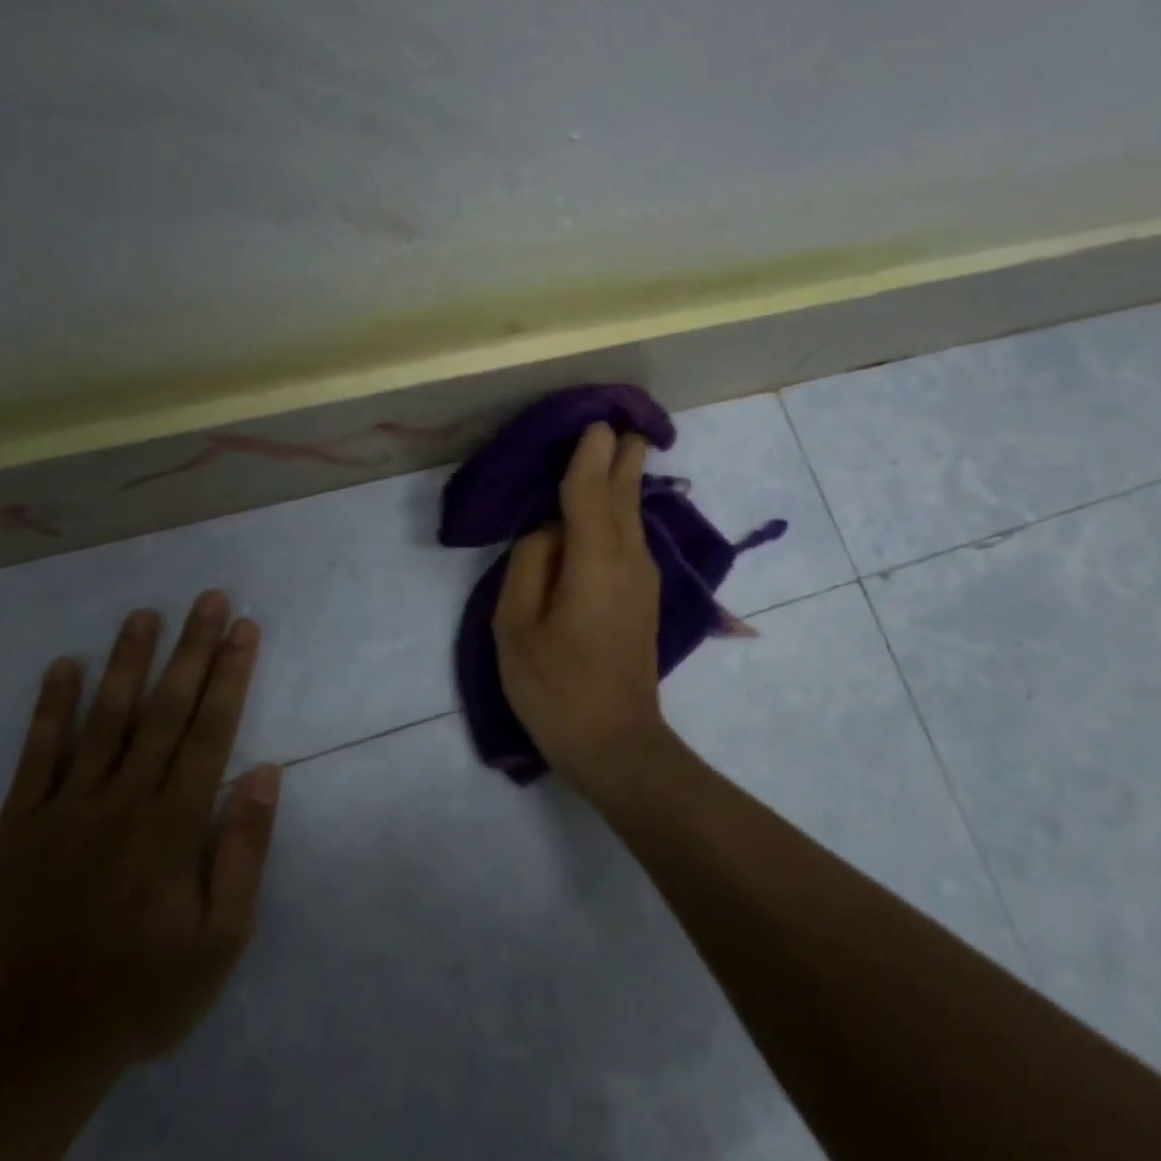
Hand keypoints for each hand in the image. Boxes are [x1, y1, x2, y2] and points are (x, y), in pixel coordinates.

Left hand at [0, 592, 281, 1071]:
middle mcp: (123, 800)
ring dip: (128, 661)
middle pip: (166, 710)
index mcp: (174, 823)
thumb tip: (264, 772)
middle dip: (192, 649)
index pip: (211, 730)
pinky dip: (50, 708)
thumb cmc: (141, 991)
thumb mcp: (220, 939)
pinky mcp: (17, 827)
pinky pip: (36, 756)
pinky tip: (63, 666)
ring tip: (145, 614)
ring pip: (105, 719)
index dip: (230, 674)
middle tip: (208, 598)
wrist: (28, 1050)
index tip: (244, 628)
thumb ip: (243, 850)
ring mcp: (65, 809)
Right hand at [492, 422, 683, 796]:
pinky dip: (621, 508)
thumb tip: (546, 528)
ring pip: (633, 513)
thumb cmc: (556, 687)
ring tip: (618, 444)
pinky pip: (631, 536)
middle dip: (623, 453)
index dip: (591, 451)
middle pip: (625, 491)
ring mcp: (643, 577)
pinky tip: (611, 502)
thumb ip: (529, 564)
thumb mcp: (516, 626)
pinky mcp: (643, 595)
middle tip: (620, 416)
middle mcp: (629, 557)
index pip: (591, 488)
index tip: (595, 416)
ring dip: (624, 477)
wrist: (617, 744)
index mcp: (594, 557)